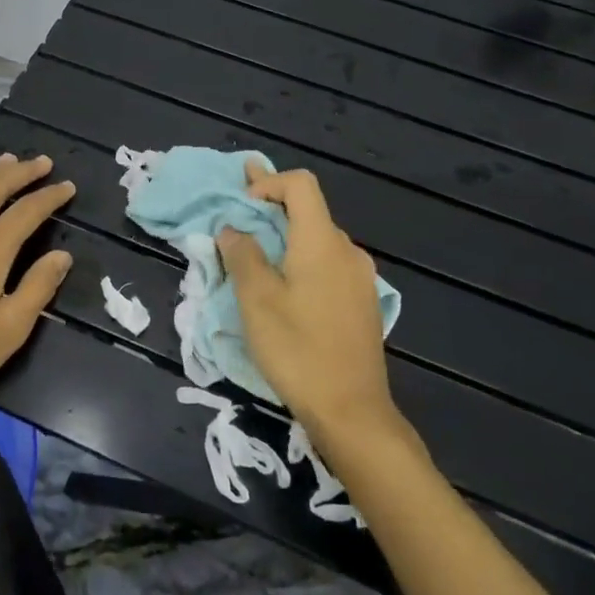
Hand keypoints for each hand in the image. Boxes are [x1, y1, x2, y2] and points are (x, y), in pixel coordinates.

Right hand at [218, 164, 409, 446]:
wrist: (351, 411)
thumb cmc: (297, 350)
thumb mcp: (256, 300)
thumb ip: (242, 255)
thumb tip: (233, 229)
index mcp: (322, 242)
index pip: (300, 185)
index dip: (268, 182)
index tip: (241, 205)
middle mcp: (347, 251)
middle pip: (309, 211)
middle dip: (270, 209)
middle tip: (236, 217)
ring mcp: (360, 278)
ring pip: (317, 241)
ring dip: (285, 238)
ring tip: (254, 258)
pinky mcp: (362, 303)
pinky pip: (328, 265)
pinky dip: (301, 261)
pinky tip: (284, 289)